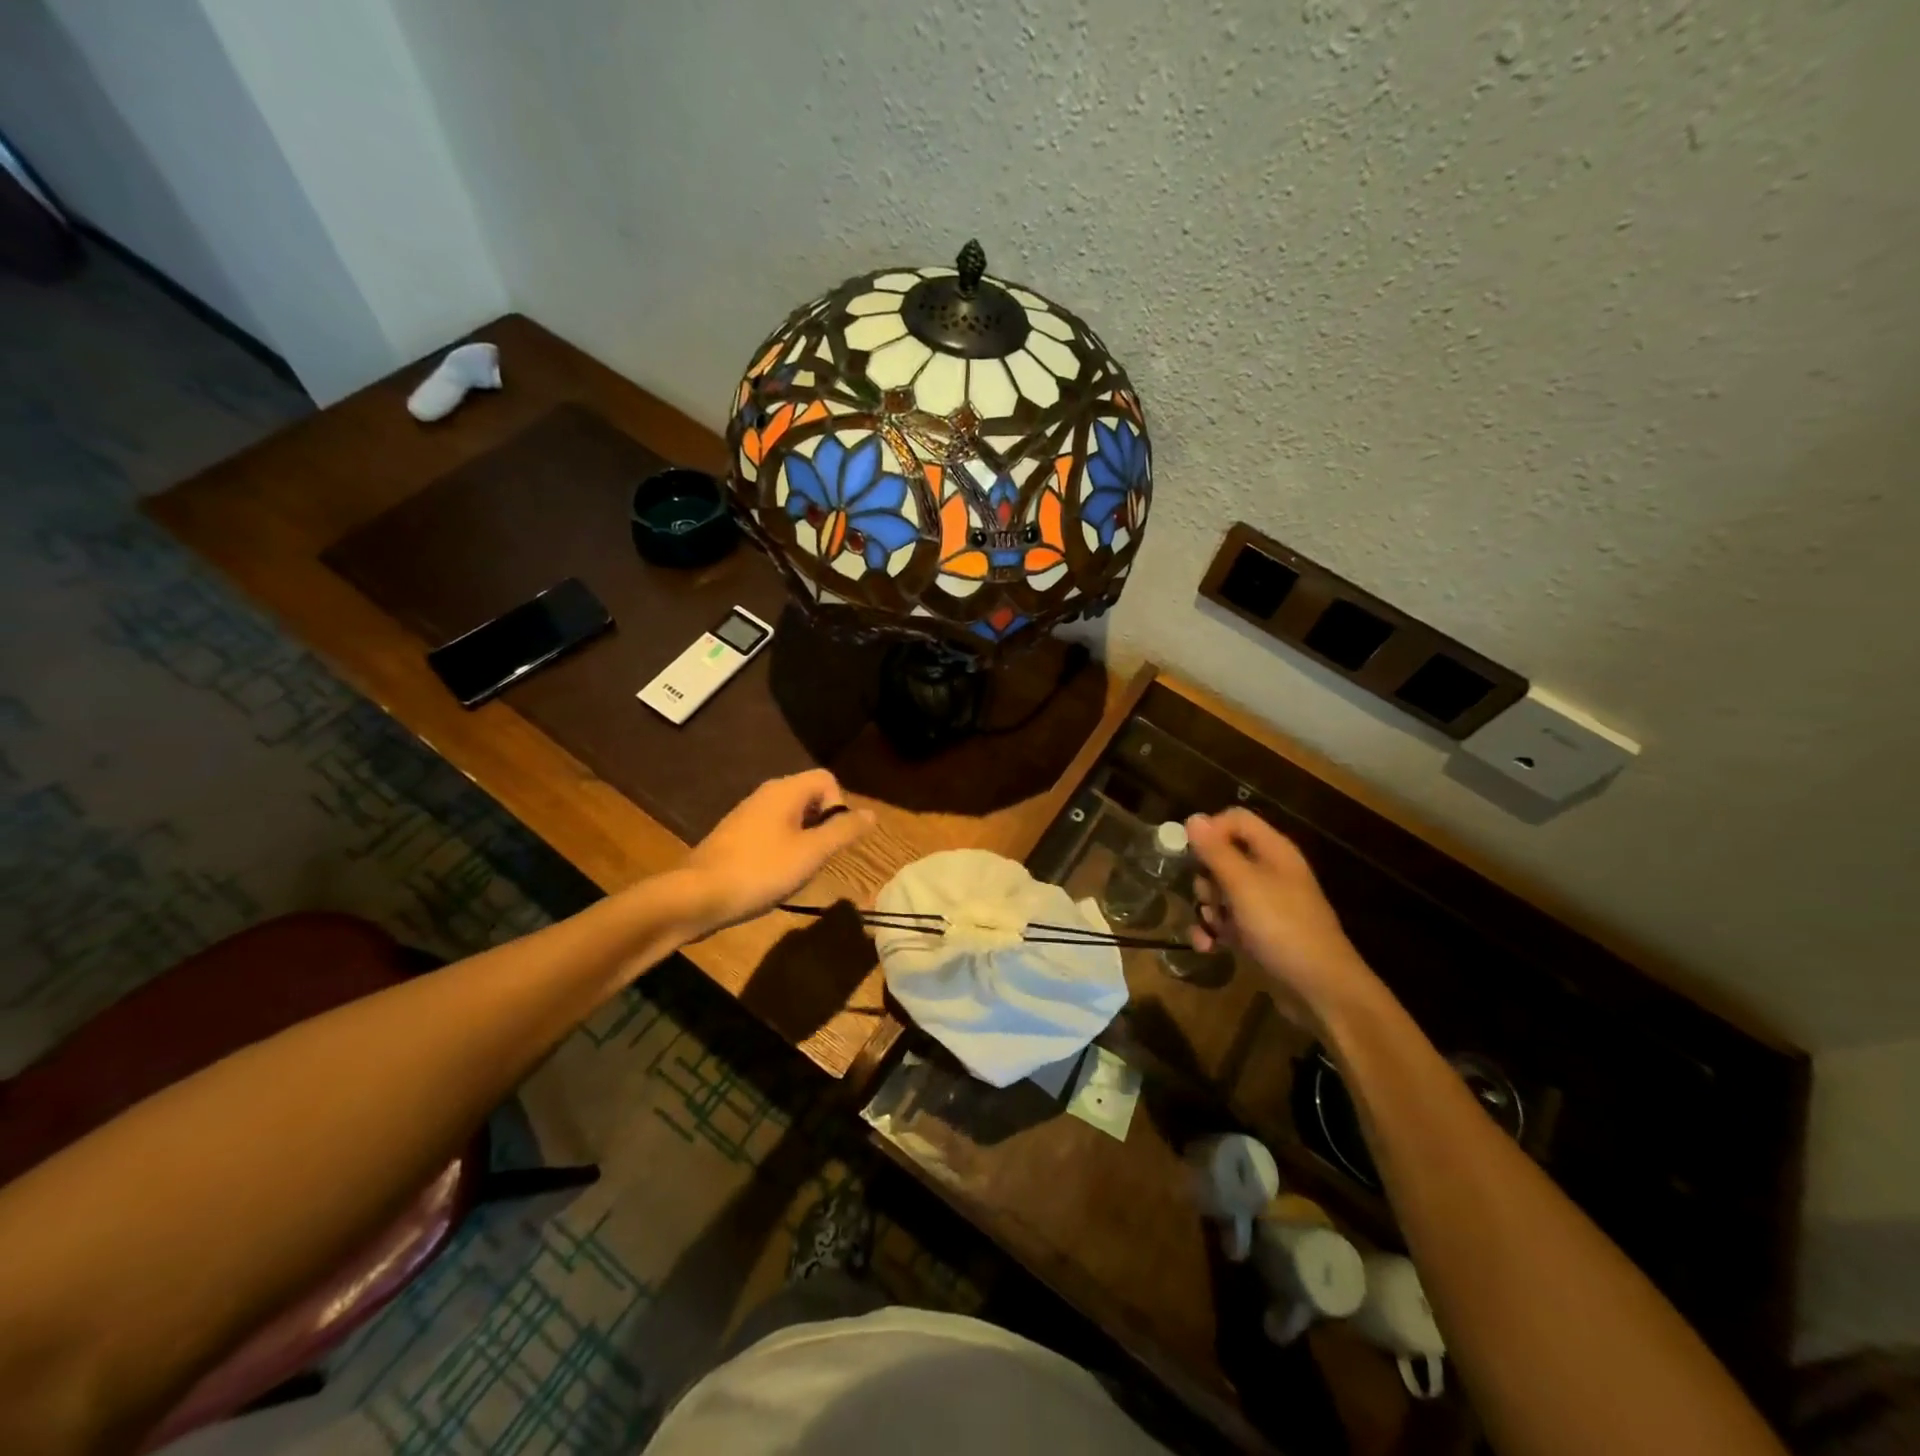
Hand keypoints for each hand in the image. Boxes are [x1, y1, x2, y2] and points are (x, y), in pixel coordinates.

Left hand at [681, 769, 874, 933]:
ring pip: (792, 816)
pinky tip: (774, 875)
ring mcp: (748, 813)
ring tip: (797, 870)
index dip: (839, 806)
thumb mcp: (811, 853)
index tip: (832, 839)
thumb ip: (843, 831)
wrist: (698, 895)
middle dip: (823, 825)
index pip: (827, 779)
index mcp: (785, 791)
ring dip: (804, 839)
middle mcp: (766, 794)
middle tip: (818, 858)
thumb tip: (872, 814)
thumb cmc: (760, 871)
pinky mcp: (736, 834)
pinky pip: (772, 830)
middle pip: (810, 796)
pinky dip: (782, 847)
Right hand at [1185, 808, 1374, 1015]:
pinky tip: (1207, 946)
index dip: (1211, 831)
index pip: (1235, 820)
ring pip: (1219, 892)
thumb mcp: (1244, 885)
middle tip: (1209, 897)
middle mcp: (1268, 873)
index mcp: (1273, 852)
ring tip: (1211, 927)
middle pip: (1222, 857)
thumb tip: (1193, 818)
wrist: (1321, 990)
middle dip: (1205, 878)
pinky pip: (1225, 922)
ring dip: (1207, 908)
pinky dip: (1213, 932)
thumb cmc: (1283, 927)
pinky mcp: (1257, 934)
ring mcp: (1263, 905)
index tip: (1193, 854)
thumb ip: (1216, 851)